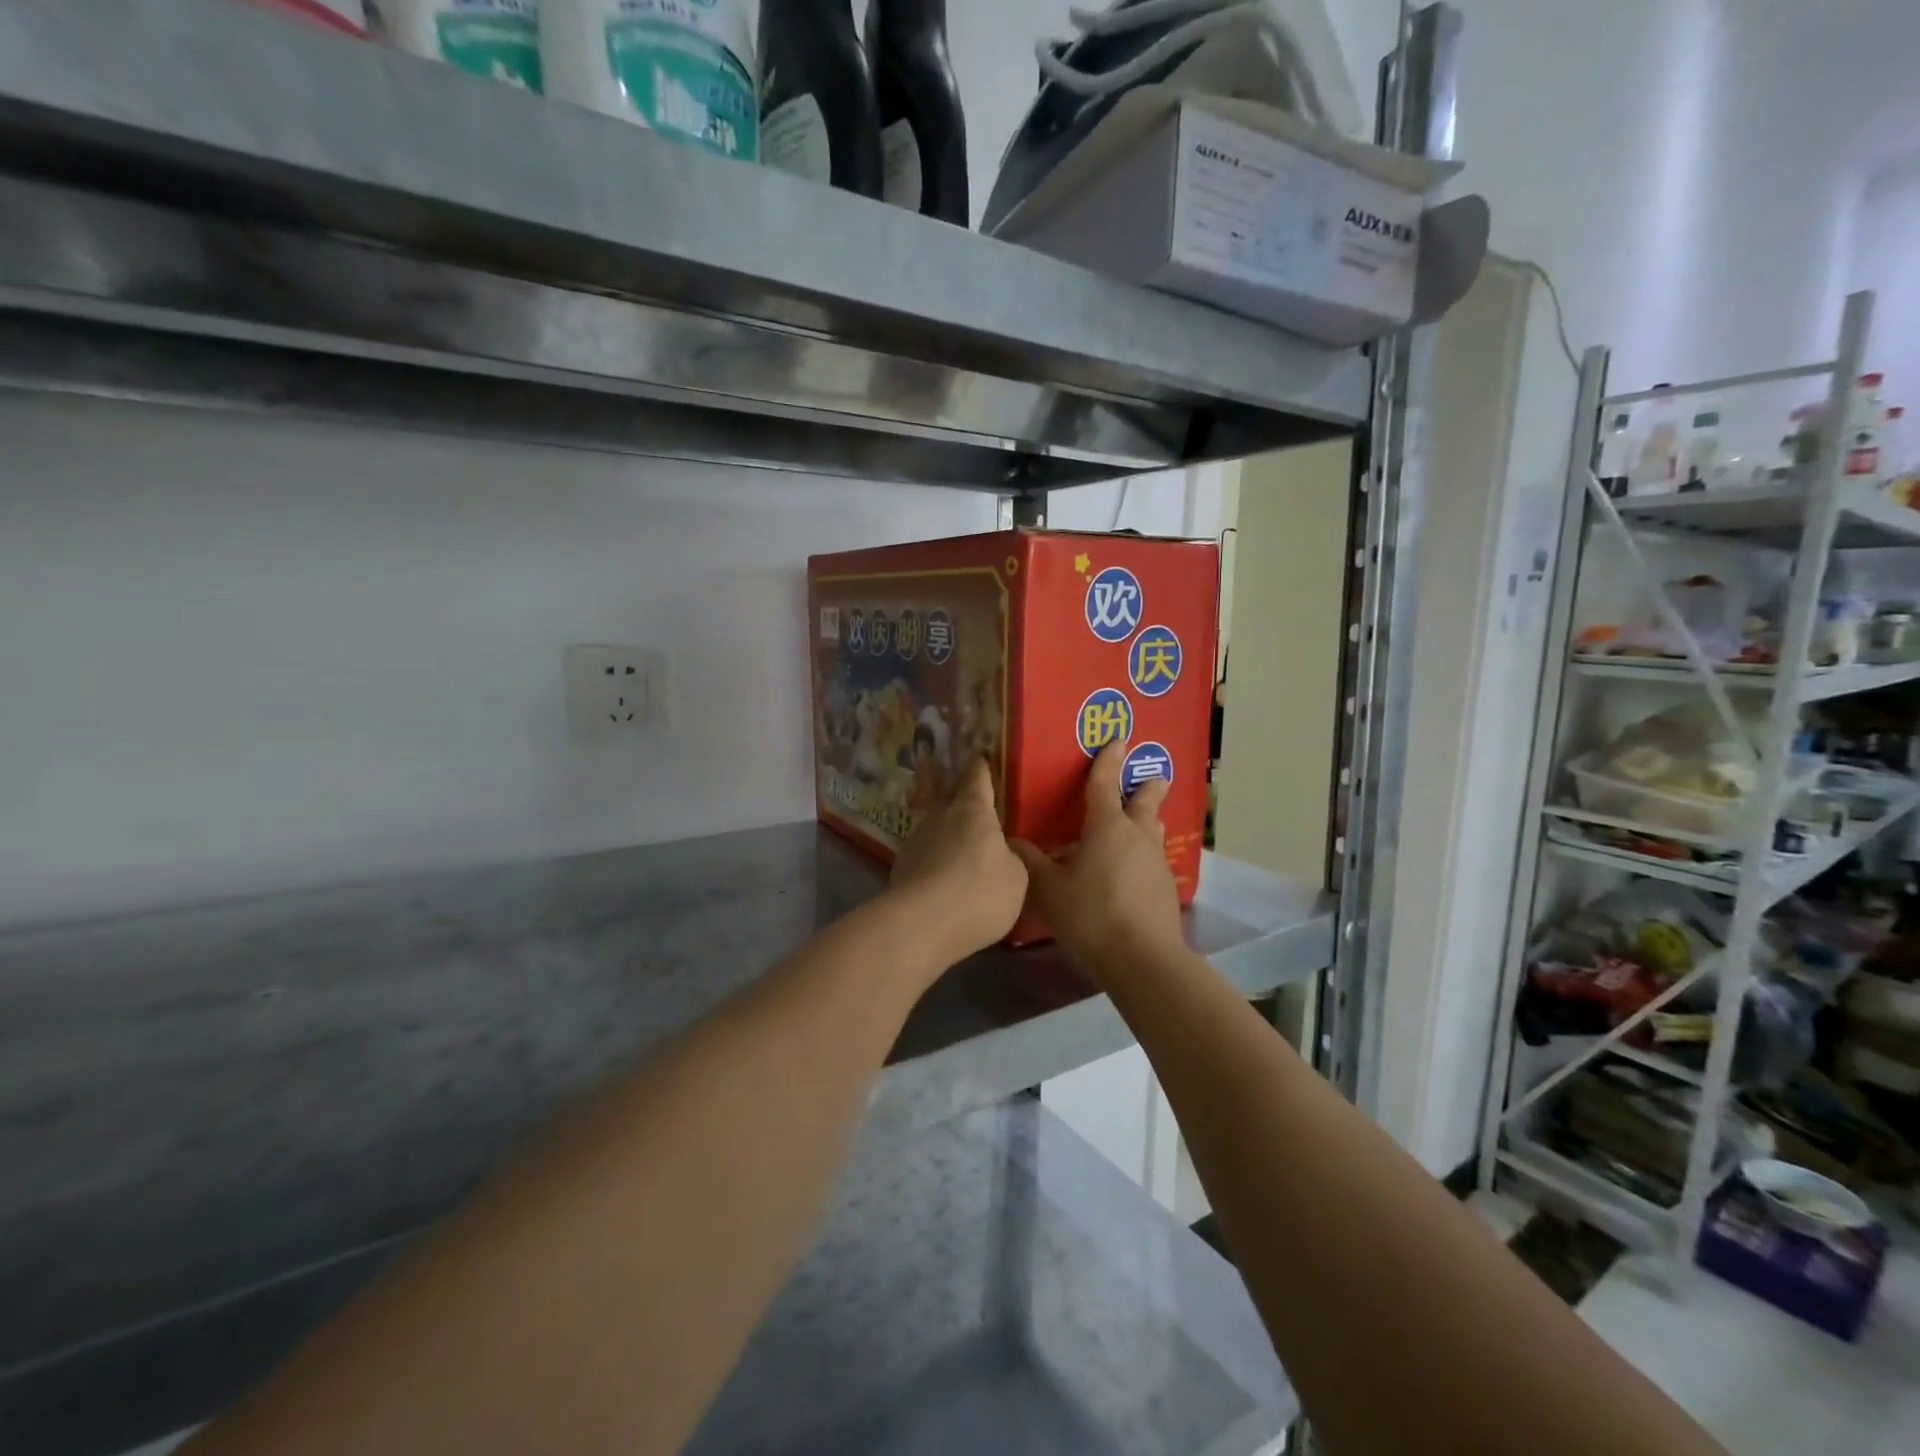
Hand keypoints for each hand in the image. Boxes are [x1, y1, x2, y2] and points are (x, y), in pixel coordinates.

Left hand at [887, 758, 1028, 963]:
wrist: (921, 926)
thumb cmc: (980, 892)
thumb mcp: (1017, 878)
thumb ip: (1012, 859)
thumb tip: (1003, 852)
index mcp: (972, 810)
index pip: (977, 778)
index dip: (981, 769)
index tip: (981, 758)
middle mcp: (940, 817)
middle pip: (953, 804)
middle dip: (964, 807)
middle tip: (979, 815)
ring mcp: (915, 842)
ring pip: (937, 833)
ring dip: (949, 841)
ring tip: (963, 858)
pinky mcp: (900, 870)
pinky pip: (926, 860)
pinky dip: (936, 867)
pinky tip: (945, 885)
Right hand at [1011, 739, 1183, 974]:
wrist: (1143, 960)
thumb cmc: (1091, 915)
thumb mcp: (1049, 889)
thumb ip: (1031, 862)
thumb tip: (1013, 841)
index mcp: (1107, 827)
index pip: (1105, 784)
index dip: (1108, 761)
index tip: (1117, 739)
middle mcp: (1137, 836)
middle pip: (1145, 802)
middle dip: (1147, 786)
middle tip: (1151, 776)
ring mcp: (1156, 863)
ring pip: (1152, 831)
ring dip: (1146, 821)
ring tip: (1137, 823)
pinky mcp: (1166, 889)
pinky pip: (1153, 860)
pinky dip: (1143, 855)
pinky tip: (1131, 872)